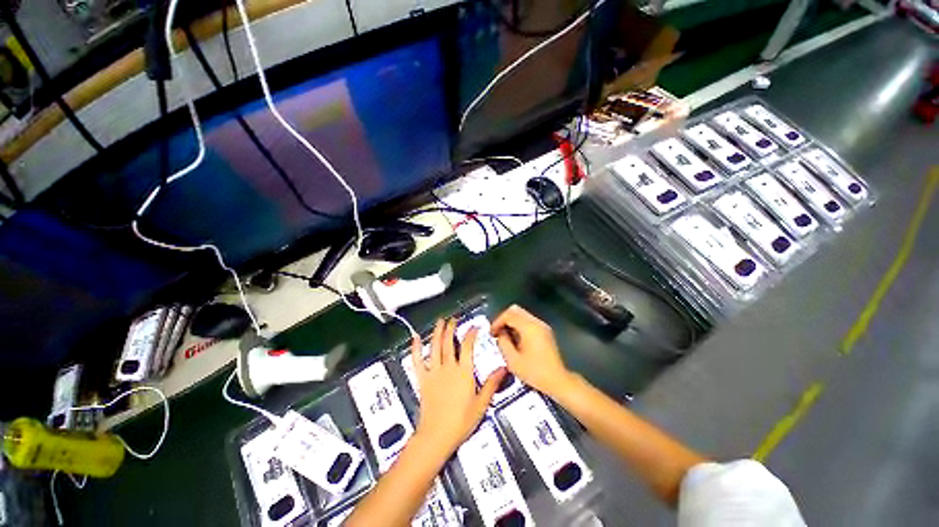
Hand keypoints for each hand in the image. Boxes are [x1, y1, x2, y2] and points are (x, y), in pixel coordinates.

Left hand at [412, 318, 504, 459]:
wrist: (437, 436)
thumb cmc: (461, 422)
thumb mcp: (481, 403)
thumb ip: (492, 384)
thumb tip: (503, 369)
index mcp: (463, 372)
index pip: (467, 346)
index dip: (471, 333)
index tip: (474, 327)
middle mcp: (448, 368)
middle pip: (448, 342)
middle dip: (451, 328)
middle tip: (453, 319)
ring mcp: (433, 372)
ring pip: (434, 347)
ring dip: (437, 332)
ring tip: (439, 321)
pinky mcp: (422, 379)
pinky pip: (417, 360)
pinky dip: (415, 348)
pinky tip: (415, 338)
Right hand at [490, 305, 573, 397]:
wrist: (558, 380)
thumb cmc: (535, 372)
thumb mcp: (513, 361)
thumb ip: (503, 343)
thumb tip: (500, 334)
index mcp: (529, 328)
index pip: (509, 315)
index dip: (497, 322)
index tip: (491, 333)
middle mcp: (536, 322)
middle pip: (515, 310)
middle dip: (503, 319)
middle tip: (497, 332)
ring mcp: (542, 325)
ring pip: (522, 314)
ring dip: (511, 321)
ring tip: (505, 336)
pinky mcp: (545, 331)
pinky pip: (528, 320)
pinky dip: (519, 325)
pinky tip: (515, 339)